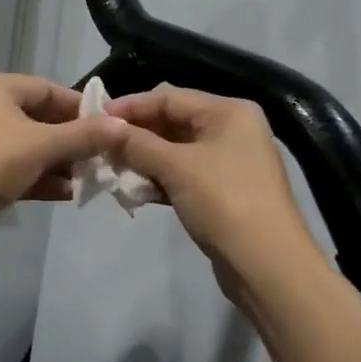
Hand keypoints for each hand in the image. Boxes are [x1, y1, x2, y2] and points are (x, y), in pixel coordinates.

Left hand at [0, 72, 128, 238]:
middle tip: (103, 159)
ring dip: (58, 163)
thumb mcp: (41, 145)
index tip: (110, 129)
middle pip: (40, 118)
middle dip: (72, 141)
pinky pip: (14, 167)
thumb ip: (83, 136)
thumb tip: (123, 126)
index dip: (81, 108)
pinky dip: (39, 177)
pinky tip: (67, 194)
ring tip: (90, 180)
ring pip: (28, 146)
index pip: (49, 89)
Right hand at [106, 85, 319, 281]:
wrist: (266, 264)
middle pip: (173, 121)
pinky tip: (134, 190)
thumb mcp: (175, 167)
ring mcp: (230, 162)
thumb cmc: (223, 202)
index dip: (131, 106)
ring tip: (111, 169)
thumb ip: (137, 144)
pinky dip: (159, 179)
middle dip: (136, 134)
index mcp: (229, 112)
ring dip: (144, 158)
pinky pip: (184, 174)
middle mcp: (232, 130)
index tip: (94, 118)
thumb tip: (106, 130)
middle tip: (100, 146)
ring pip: (176, 151)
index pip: (169, 97)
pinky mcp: (224, 192)